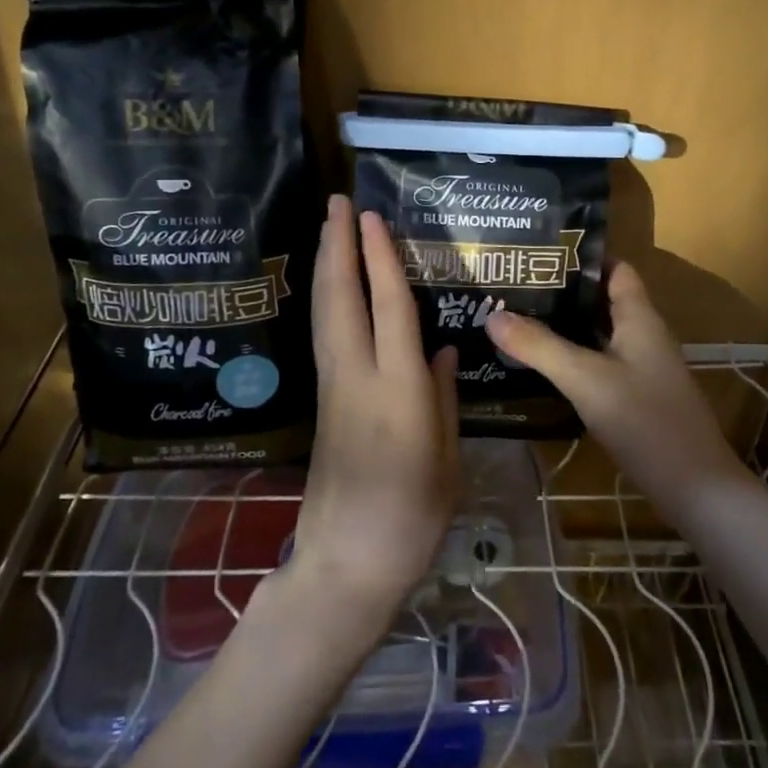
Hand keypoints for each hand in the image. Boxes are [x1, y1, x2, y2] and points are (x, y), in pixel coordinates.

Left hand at [285, 195, 457, 626]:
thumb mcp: (445, 458)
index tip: (372, 217)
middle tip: (338, 202)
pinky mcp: (322, 401)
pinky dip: (326, 298)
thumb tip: (439, 346)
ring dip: (326, 264)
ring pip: (324, 312)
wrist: (345, 565)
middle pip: (341, 297)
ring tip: (329, 227)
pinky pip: (323, 334)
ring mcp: (333, 387)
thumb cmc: (411, 518)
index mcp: (397, 390)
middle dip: (337, 245)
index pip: (388, 307)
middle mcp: (357, 377)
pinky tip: (331, 285)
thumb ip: (441, 395)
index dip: (380, 258)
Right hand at [484, 261, 745, 507]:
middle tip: (514, 288)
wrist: (695, 488)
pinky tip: (542, 368)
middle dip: (562, 293)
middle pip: (601, 301)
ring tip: (517, 321)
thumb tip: (492, 316)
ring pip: (598, 335)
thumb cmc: (645, 421)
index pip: (615, 269)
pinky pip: (600, 365)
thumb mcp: (586, 379)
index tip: (538, 253)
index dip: (582, 258)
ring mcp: (642, 369)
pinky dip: (573, 359)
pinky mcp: (636, 399)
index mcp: (640, 318)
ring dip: (564, 328)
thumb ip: (540, 347)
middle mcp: (643, 337)